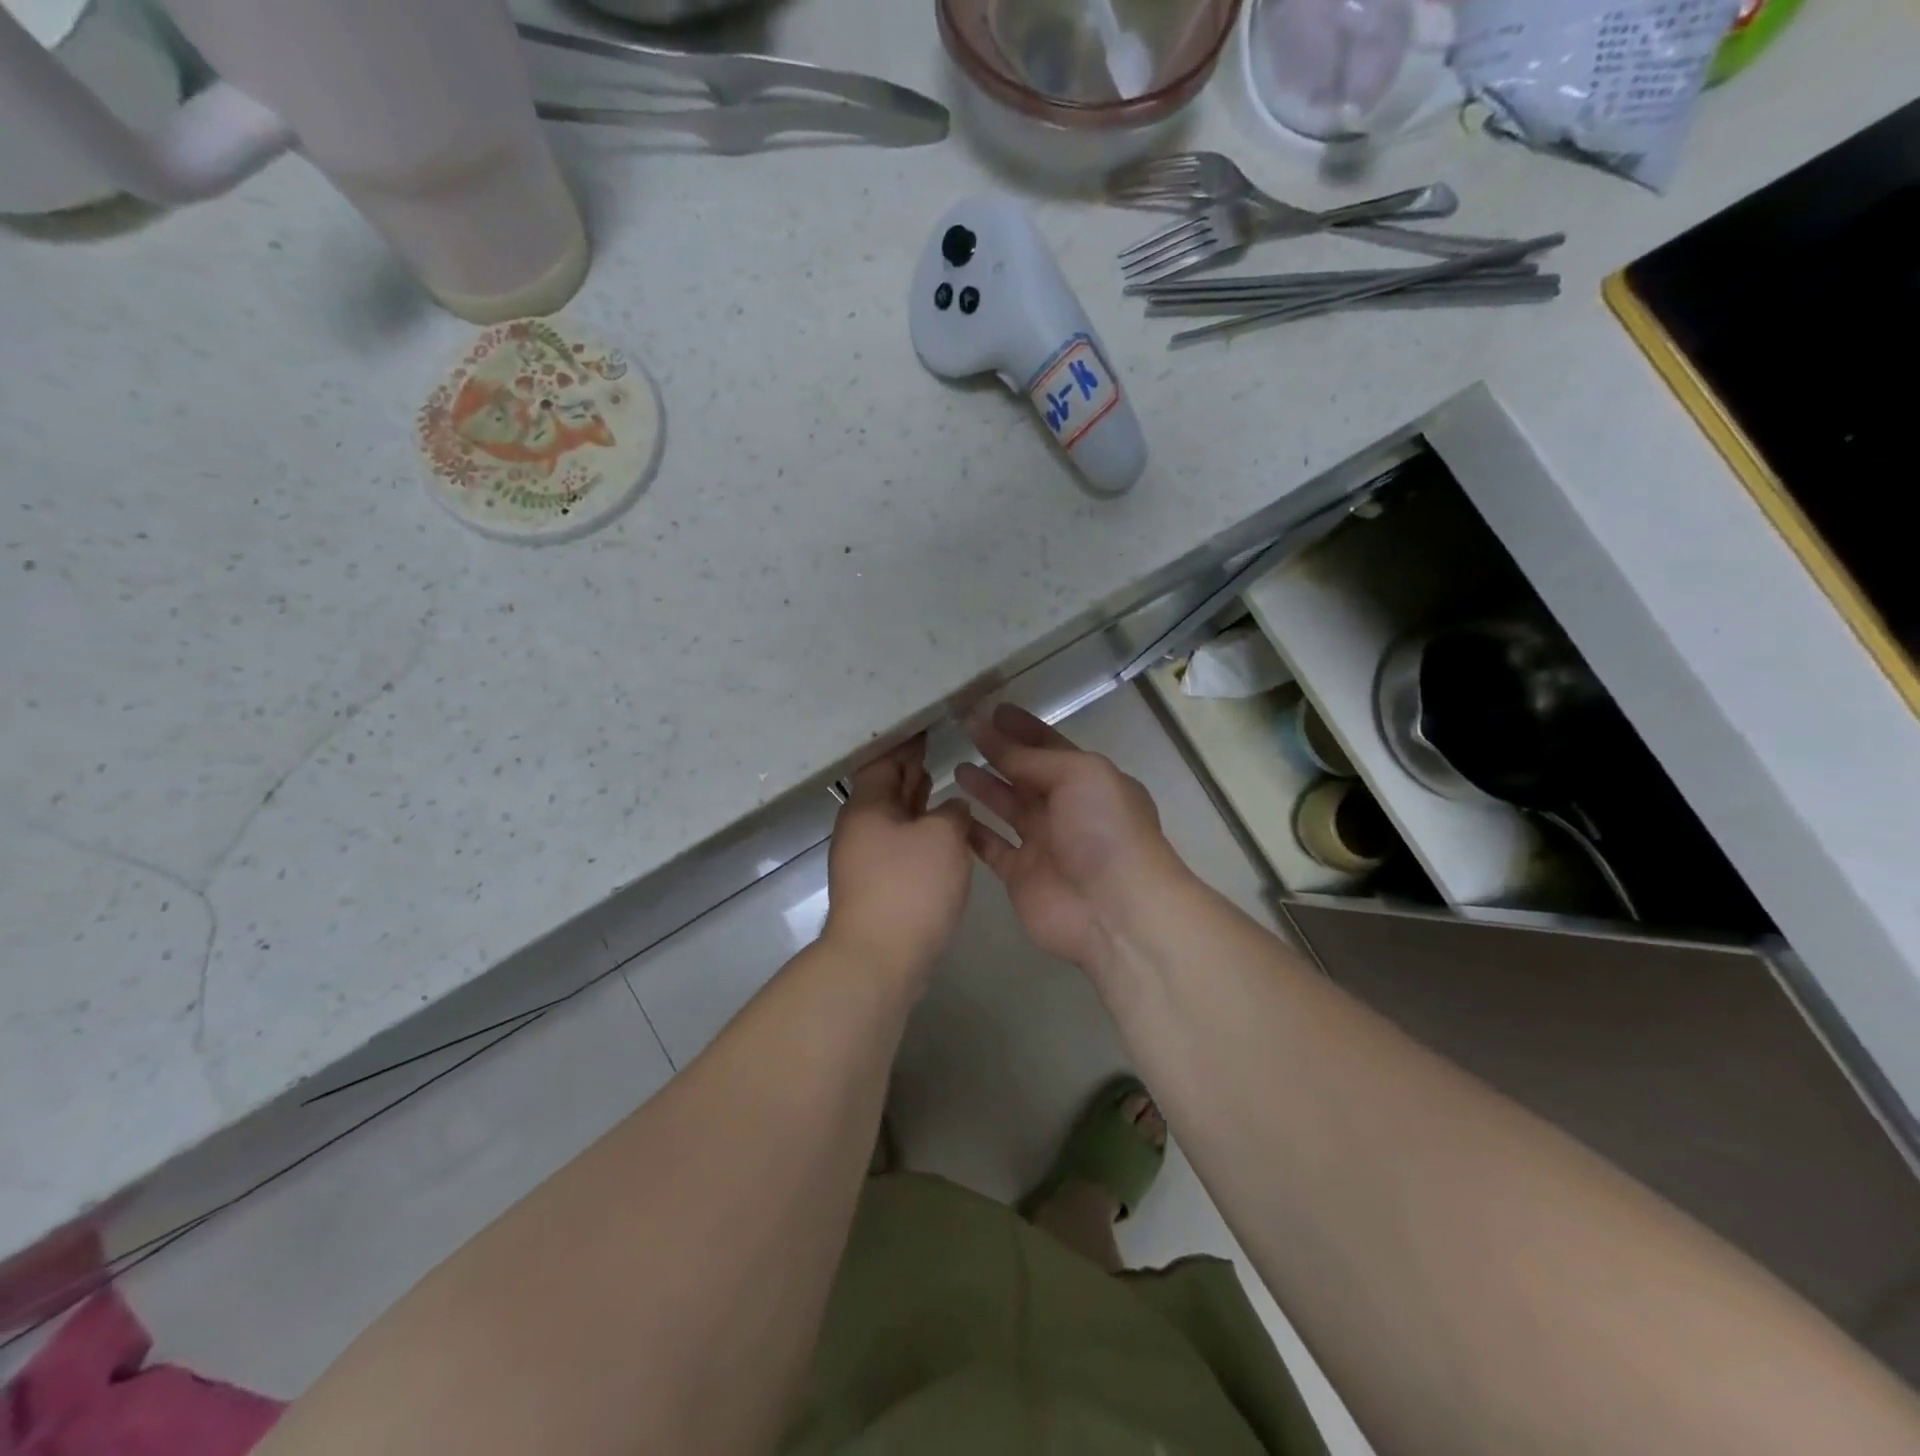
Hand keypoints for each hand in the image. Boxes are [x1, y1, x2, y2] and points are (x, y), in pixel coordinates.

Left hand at [824, 736, 974, 980]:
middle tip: (934, 746)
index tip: (926, 726)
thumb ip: (952, 812)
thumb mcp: (943, 838)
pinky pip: (900, 843)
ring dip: (915, 799)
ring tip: (939, 779)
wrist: (879, 958)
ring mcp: (866, 859)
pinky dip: (919, 829)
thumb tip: (952, 808)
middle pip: (885, 788)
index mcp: (867, 807)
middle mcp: (860, 828)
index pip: (883, 760)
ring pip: (893, 817)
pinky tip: (941, 830)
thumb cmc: (909, 887)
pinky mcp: (878, 885)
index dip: (905, 743)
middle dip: (909, 769)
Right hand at [955, 705, 1185, 971]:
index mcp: (1089, 781)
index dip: (1023, 728)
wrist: (1115, 910)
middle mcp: (1067, 809)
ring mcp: (1044, 843)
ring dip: (985, 787)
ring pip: (1007, 807)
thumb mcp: (1080, 775)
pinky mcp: (1021, 875)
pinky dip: (973, 831)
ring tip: (955, 766)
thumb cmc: (1104, 830)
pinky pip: (992, 846)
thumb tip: (997, 740)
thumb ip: (1035, 759)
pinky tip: (952, 812)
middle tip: (963, 731)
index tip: (991, 711)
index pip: (1050, 746)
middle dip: (998, 752)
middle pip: (1026, 774)